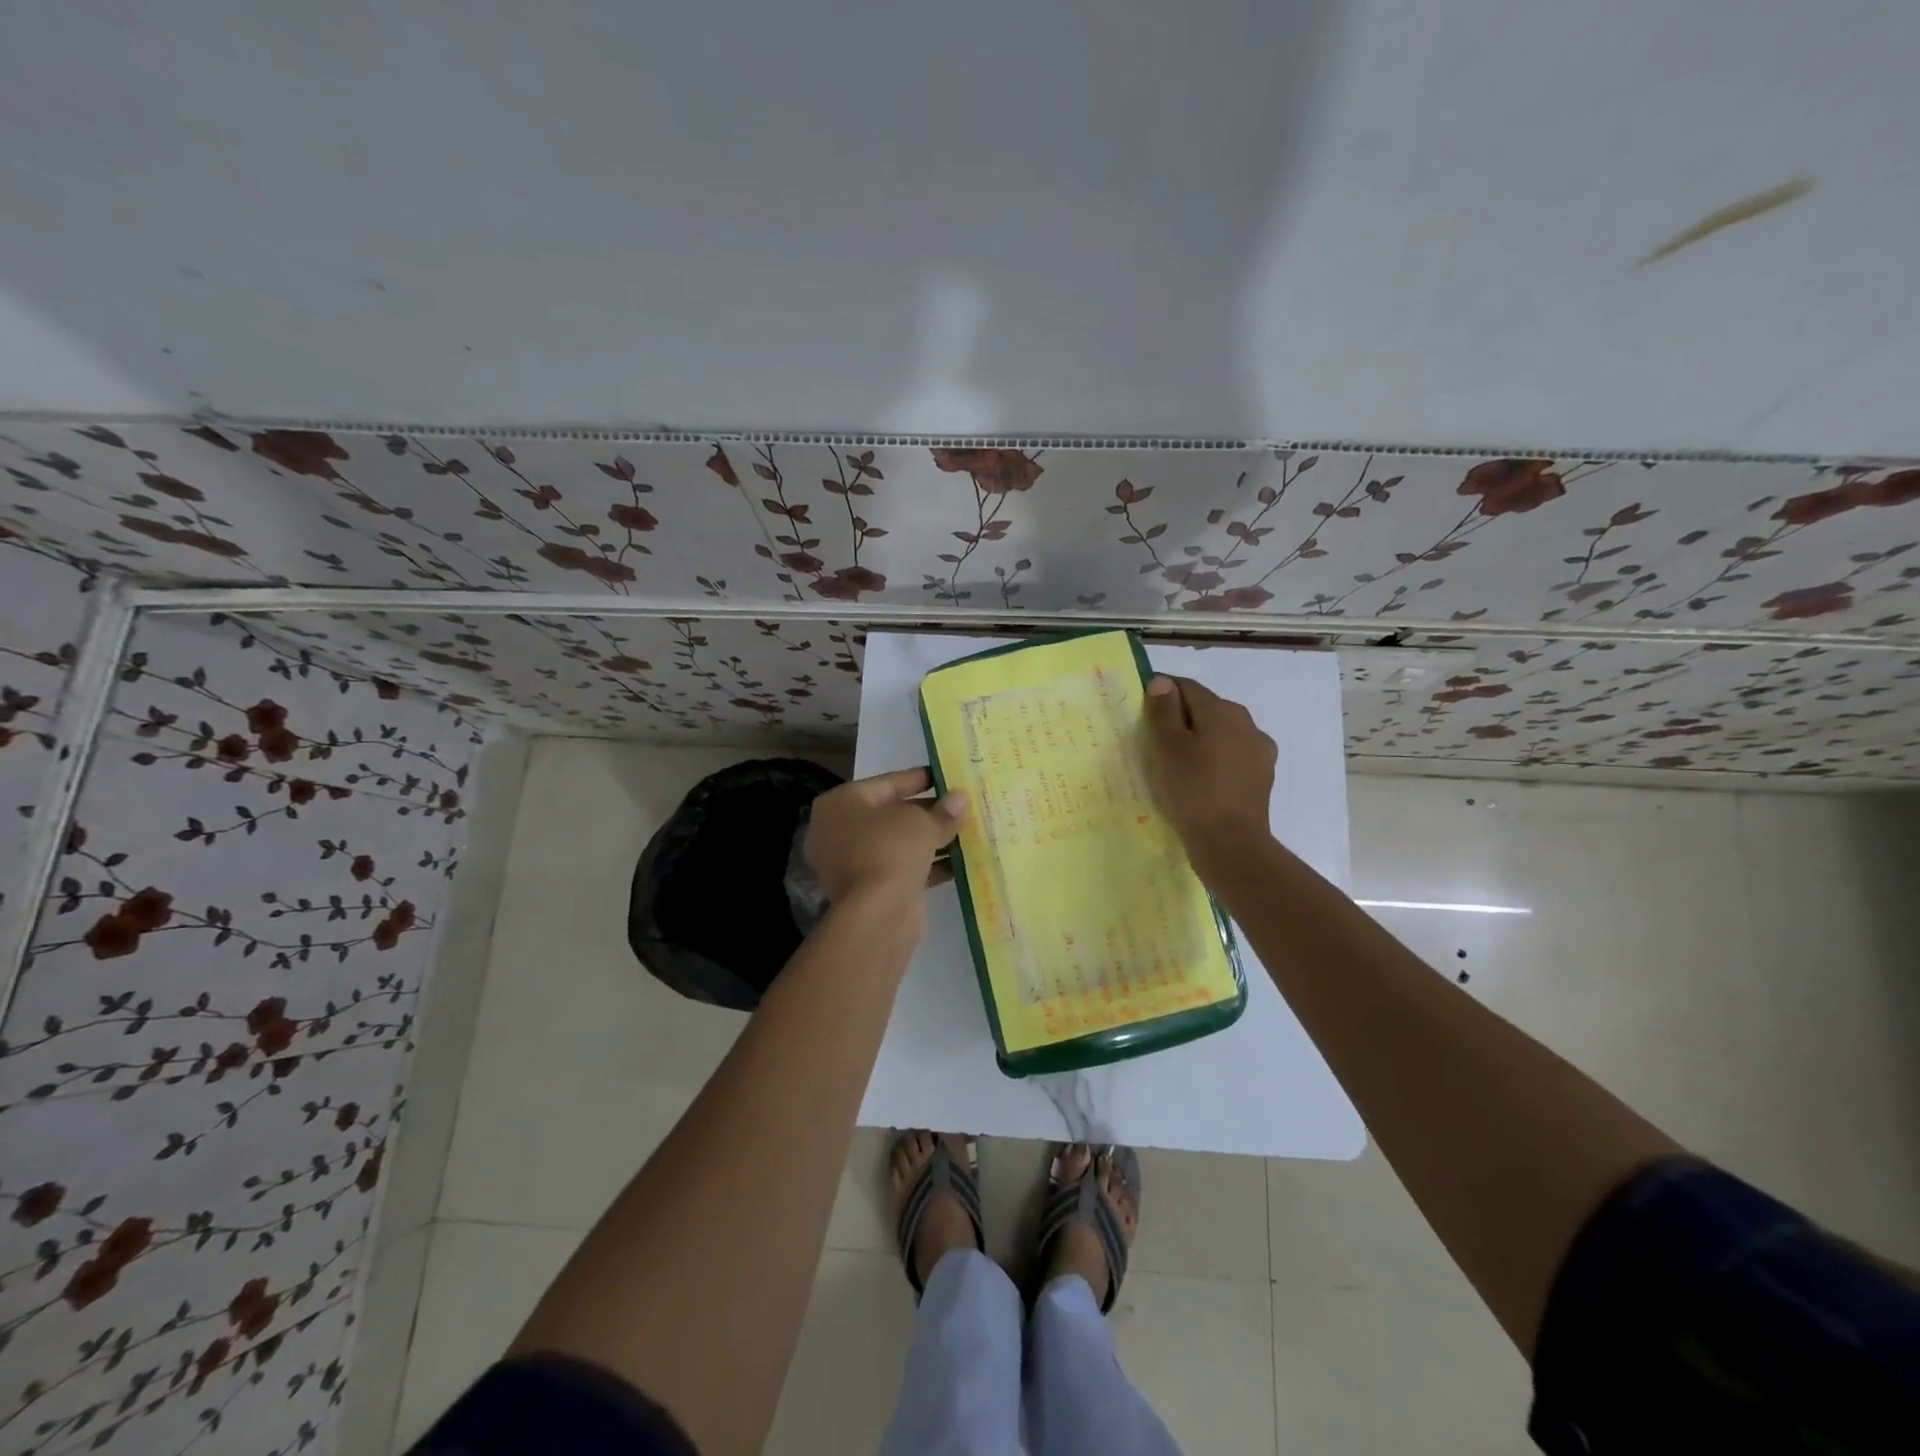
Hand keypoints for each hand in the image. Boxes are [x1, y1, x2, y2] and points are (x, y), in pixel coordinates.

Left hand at [804, 767, 967, 905]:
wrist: (877, 913)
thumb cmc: (891, 849)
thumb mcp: (921, 822)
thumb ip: (943, 811)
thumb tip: (960, 799)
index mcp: (842, 803)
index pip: (887, 782)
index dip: (920, 778)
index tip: (947, 777)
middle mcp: (840, 830)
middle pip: (892, 813)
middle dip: (929, 811)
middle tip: (962, 806)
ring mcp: (852, 862)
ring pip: (899, 843)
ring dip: (931, 839)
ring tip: (968, 832)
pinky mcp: (870, 889)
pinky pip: (902, 868)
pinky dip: (928, 864)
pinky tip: (961, 861)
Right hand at [1142, 675, 1276, 874]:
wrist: (1230, 843)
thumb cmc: (1192, 790)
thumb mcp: (1167, 747)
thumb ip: (1164, 711)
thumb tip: (1162, 682)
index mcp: (1222, 710)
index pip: (1186, 687)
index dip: (1162, 694)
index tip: (1141, 714)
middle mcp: (1246, 723)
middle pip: (1206, 709)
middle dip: (1180, 719)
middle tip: (1154, 743)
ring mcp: (1258, 751)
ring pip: (1220, 734)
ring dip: (1199, 741)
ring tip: (1176, 765)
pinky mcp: (1261, 777)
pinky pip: (1231, 758)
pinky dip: (1214, 762)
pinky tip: (1201, 781)